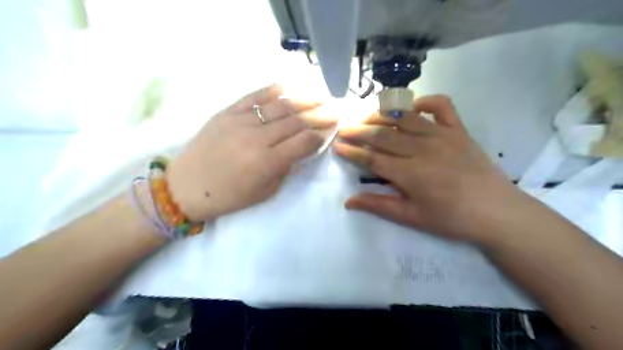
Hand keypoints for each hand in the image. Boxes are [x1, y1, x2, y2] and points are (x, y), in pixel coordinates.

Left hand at [167, 84, 335, 220]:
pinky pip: (254, 96)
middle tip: (334, 110)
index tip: (331, 130)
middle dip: (319, 115)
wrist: (186, 187)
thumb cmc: (229, 197)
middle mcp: (256, 138)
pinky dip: (274, 90)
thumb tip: (301, 149)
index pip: (304, 142)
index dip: (321, 135)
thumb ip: (286, 168)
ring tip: (320, 96)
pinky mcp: (226, 112)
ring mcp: (240, 121)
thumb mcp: (265, 192)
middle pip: (296, 121)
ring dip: (303, 100)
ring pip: (279, 106)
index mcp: (267, 162)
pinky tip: (289, 87)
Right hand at [337, 95, 521, 242]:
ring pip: (404, 117)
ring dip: (382, 115)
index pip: (372, 158)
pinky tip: (412, 107)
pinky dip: (425, 101)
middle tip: (344, 128)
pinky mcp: (459, 130)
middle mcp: (422, 148)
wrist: (497, 212)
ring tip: (366, 116)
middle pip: (383, 135)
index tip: (337, 146)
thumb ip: (379, 205)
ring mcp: (442, 135)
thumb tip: (349, 201)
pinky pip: (441, 106)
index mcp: (410, 173)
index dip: (352, 152)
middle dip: (359, 130)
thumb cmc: (452, 219)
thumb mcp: (412, 217)